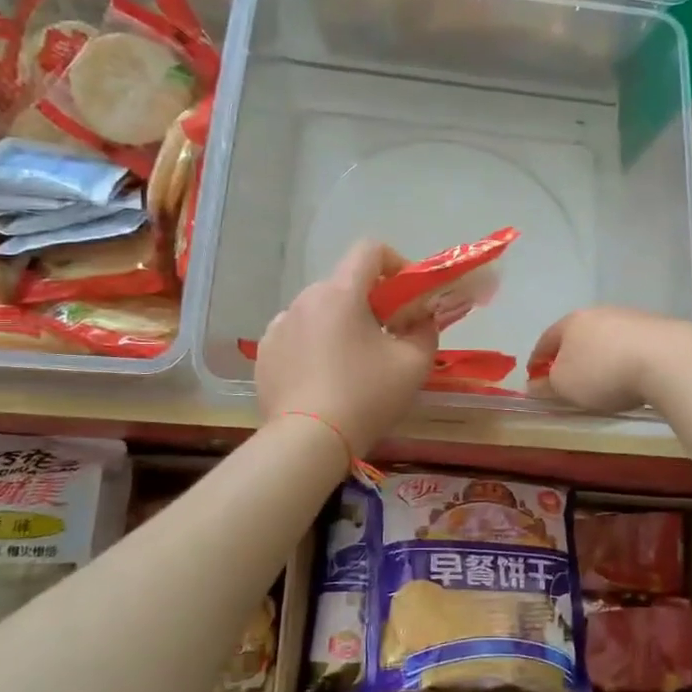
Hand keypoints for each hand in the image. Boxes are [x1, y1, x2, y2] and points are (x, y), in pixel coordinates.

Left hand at [256, 241, 438, 453]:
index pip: (369, 250)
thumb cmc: (366, 397)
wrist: (307, 442)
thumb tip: (422, 319)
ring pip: (320, 311)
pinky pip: (297, 337)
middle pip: (345, 285)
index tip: (407, 295)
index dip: (396, 262)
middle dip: (371, 302)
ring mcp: (279, 326)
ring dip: (341, 325)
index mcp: (341, 293)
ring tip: (353, 365)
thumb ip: (426, 330)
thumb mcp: (414, 364)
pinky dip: (315, 346)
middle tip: (388, 337)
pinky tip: (323, 380)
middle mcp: (305, 299)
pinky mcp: (265, 354)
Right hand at [527, 308, 691, 414]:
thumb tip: (534, 385)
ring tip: (602, 379)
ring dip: (600, 356)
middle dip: (570, 355)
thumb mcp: (566, 387)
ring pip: (606, 338)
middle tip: (568, 378)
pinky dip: (624, 358)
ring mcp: (630, 317)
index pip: (546, 340)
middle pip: (577, 335)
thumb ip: (547, 386)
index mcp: (571, 322)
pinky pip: (631, 345)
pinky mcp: (657, 328)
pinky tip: (631, 374)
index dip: (537, 359)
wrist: (667, 359)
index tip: (534, 376)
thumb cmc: (603, 372)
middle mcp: (599, 312)